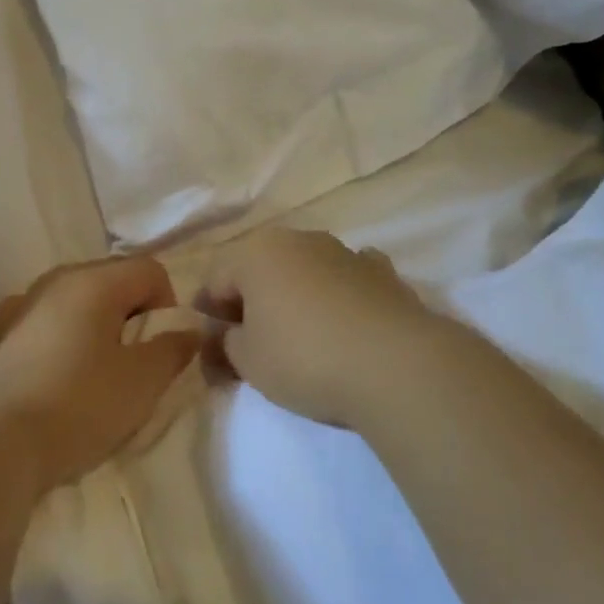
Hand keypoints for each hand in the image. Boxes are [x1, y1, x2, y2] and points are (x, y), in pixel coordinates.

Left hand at [0, 256, 199, 492]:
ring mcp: (23, 303)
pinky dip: (62, 335)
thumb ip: (173, 350)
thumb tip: (187, 332)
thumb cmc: (79, 405)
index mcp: (95, 280)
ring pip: (79, 299)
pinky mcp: (0, 333)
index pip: (151, 270)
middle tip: (133, 363)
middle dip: (133, 315)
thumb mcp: (143, 382)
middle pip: (114, 280)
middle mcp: (57, 278)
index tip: (158, 350)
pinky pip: (47, 319)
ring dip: (98, 325)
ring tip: (96, 372)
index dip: (167, 307)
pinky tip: (57, 372)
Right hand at [199, 228, 442, 428]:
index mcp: (257, 253)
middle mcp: (300, 240)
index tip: (212, 345)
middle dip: (252, 300)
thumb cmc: (305, 357)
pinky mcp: (383, 272)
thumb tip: (224, 338)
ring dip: (296, 295)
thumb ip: (226, 345)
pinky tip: (345, 321)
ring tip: (301, 336)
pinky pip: (347, 279)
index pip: (217, 279)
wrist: (395, 364)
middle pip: (261, 269)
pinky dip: (339, 295)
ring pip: (306, 270)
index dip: (209, 313)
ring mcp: (345, 251)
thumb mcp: (248, 362)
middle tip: (251, 341)